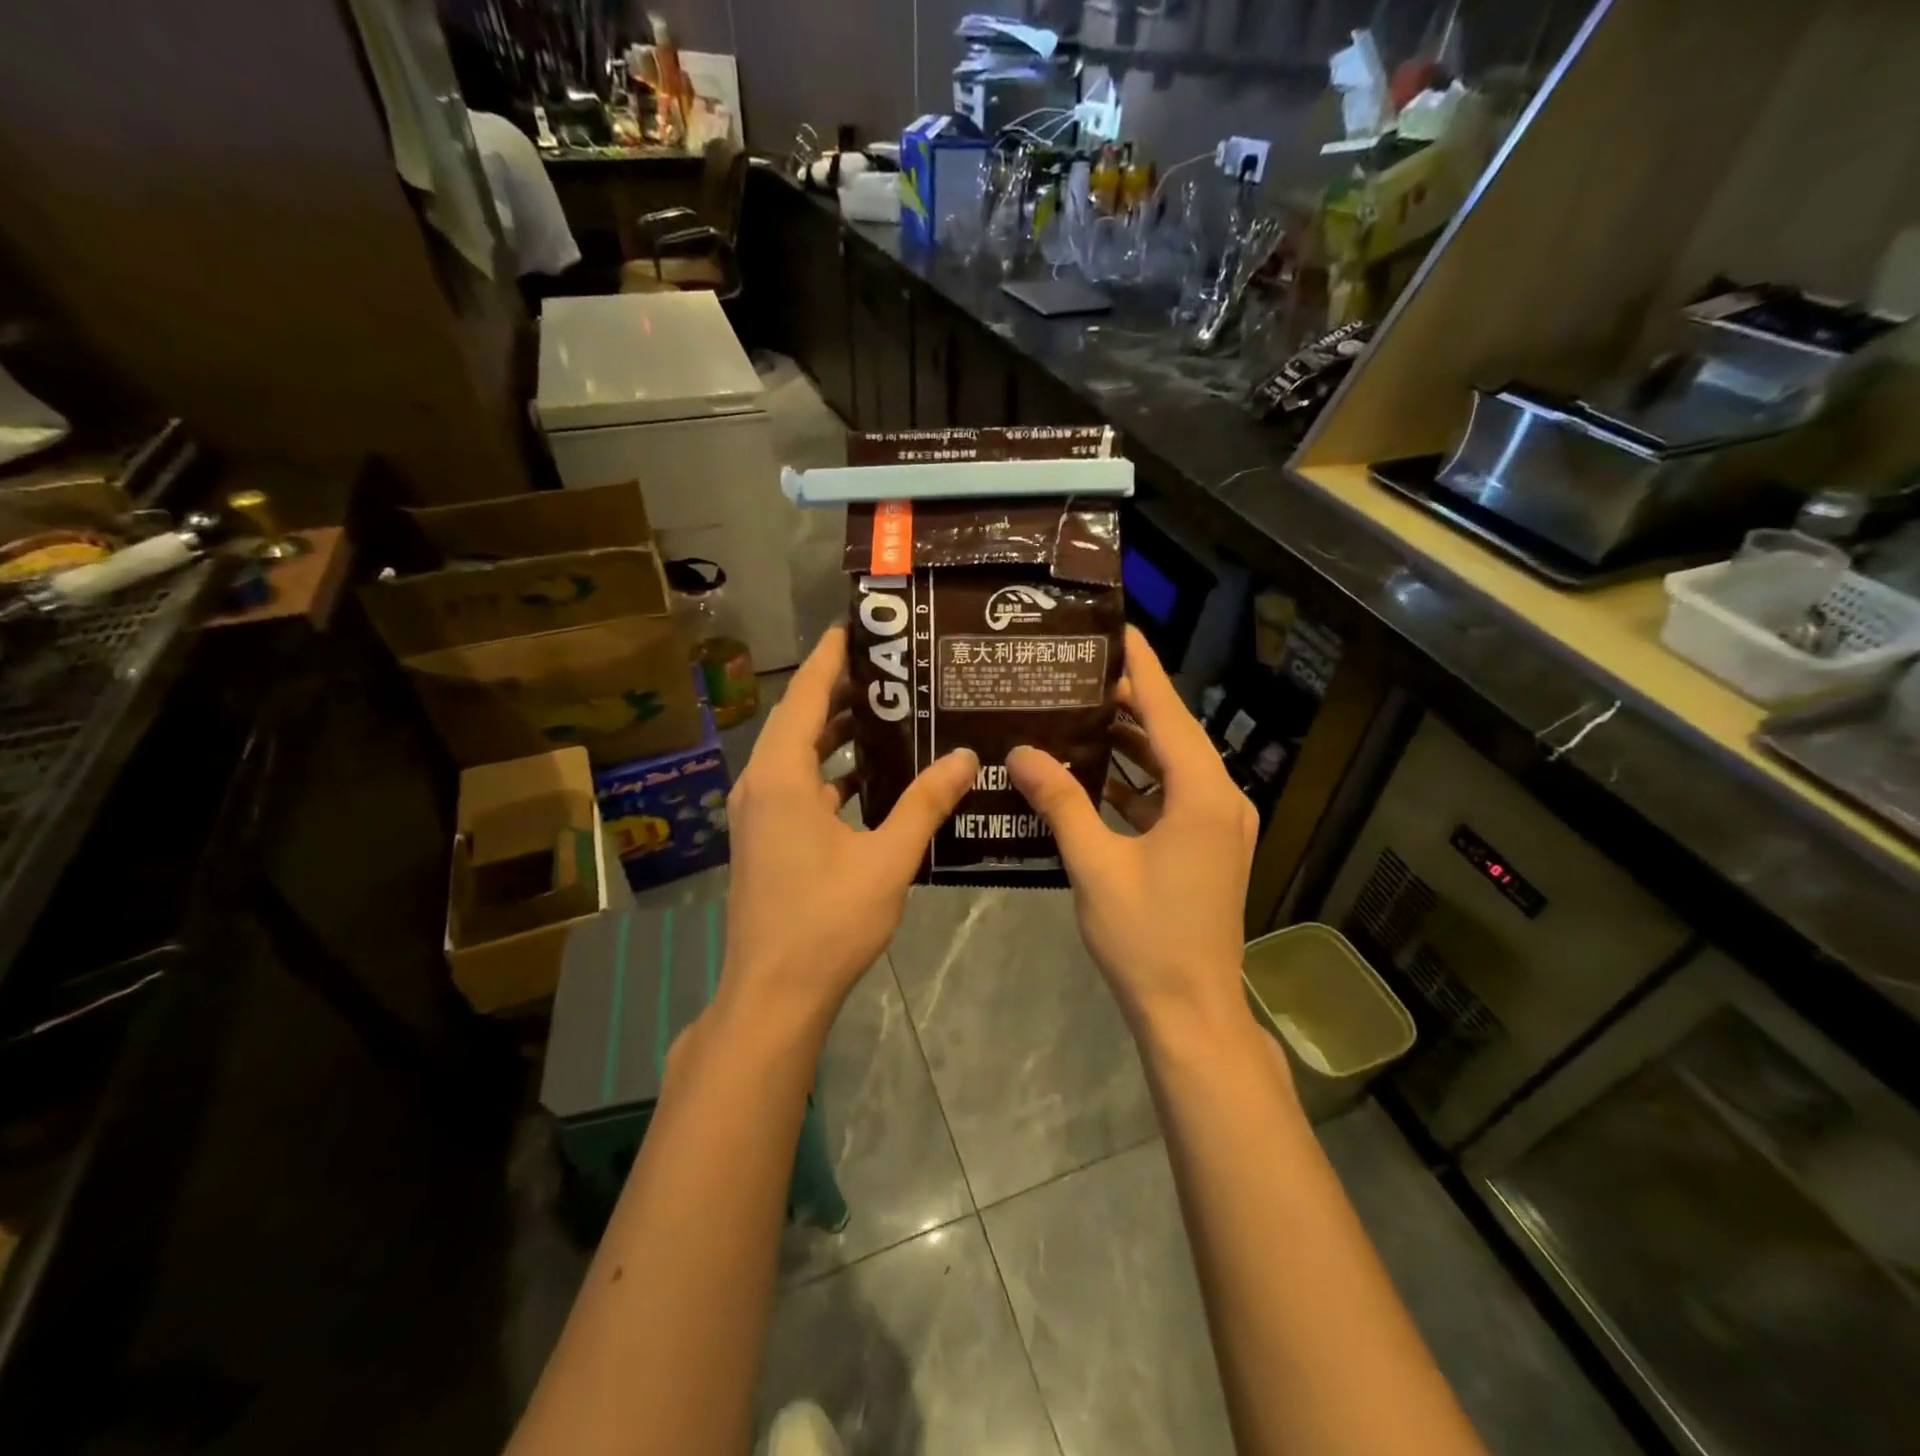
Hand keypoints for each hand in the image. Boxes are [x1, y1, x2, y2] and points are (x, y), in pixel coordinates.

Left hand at [720, 626, 975, 1036]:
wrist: (774, 993)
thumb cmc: (827, 921)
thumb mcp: (887, 858)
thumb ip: (925, 803)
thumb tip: (965, 757)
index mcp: (782, 777)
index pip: (807, 696)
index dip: (830, 657)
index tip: (858, 625)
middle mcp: (760, 785)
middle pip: (800, 720)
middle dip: (840, 691)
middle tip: (891, 669)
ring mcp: (758, 814)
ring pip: (797, 755)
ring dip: (835, 733)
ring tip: (887, 713)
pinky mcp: (764, 839)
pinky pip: (797, 786)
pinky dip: (829, 772)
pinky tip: (869, 778)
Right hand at [1009, 626, 1256, 1033]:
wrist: (1191, 1012)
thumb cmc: (1146, 937)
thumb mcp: (1096, 865)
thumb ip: (1060, 803)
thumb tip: (1022, 752)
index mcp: (1203, 796)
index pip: (1170, 712)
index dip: (1143, 669)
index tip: (1119, 630)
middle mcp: (1222, 802)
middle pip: (1174, 734)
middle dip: (1131, 703)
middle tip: (1079, 675)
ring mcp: (1220, 828)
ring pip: (1174, 767)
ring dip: (1134, 743)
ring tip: (1081, 715)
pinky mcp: (1209, 850)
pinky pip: (1174, 798)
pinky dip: (1140, 783)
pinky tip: (1098, 776)